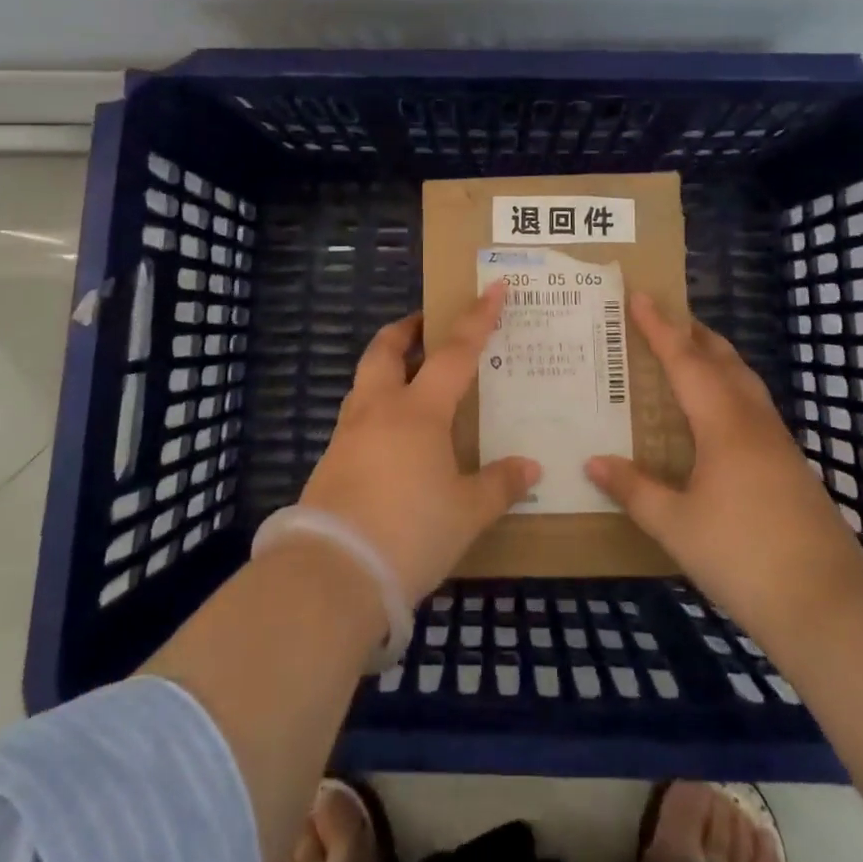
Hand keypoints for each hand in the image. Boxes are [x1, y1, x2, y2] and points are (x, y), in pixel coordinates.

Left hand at [299, 283, 540, 605]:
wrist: (333, 573)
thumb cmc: (410, 531)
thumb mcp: (467, 513)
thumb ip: (499, 484)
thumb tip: (531, 467)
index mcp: (419, 411)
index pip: (455, 352)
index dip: (477, 319)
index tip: (494, 288)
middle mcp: (380, 409)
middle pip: (386, 350)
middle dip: (407, 330)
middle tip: (426, 325)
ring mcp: (349, 433)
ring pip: (365, 380)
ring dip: (386, 366)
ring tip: (410, 378)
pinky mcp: (331, 461)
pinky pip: (356, 416)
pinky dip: (376, 407)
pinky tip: (391, 436)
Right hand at [586, 293, 862, 632]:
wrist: (829, 605)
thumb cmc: (743, 556)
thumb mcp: (676, 526)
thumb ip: (634, 490)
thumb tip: (592, 462)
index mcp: (723, 423)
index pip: (685, 360)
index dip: (660, 327)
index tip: (640, 295)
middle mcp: (752, 420)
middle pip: (722, 360)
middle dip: (693, 333)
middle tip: (664, 317)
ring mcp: (778, 442)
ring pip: (744, 380)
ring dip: (716, 358)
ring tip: (690, 353)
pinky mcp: (790, 465)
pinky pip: (753, 405)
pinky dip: (730, 387)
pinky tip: (719, 412)